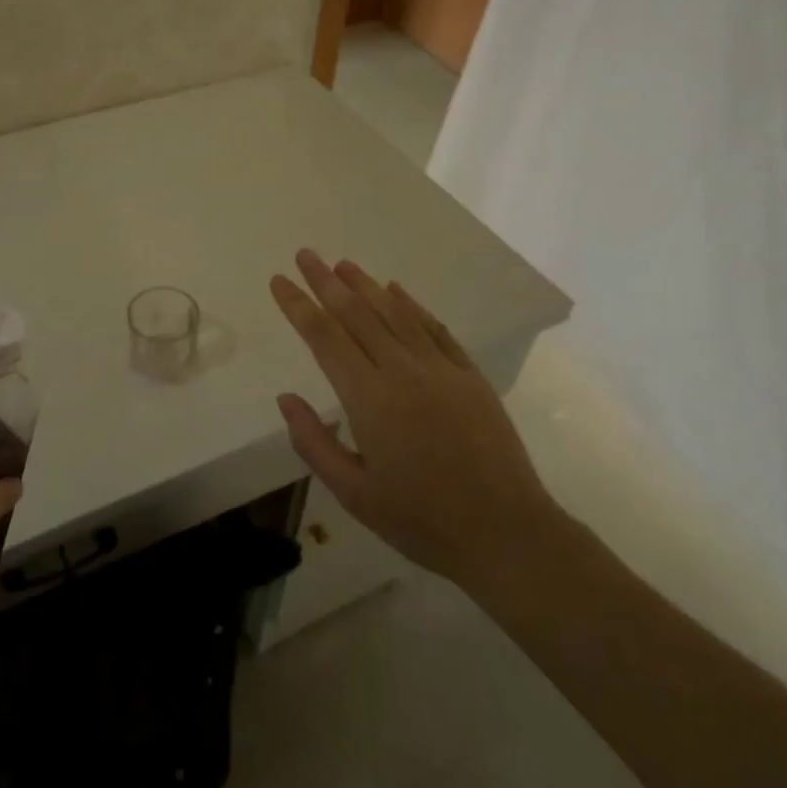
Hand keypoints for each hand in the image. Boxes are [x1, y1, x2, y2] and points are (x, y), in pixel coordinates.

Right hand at [269, 250, 563, 597]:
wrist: (506, 534)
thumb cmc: (421, 520)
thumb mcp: (354, 494)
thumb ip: (314, 443)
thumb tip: (286, 398)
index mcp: (369, 399)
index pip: (324, 337)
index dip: (298, 305)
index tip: (280, 280)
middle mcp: (402, 371)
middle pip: (356, 314)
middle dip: (326, 282)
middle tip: (306, 254)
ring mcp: (440, 370)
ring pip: (394, 314)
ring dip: (365, 285)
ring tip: (343, 264)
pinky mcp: (469, 376)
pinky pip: (434, 328)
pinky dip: (411, 305)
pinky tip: (396, 290)